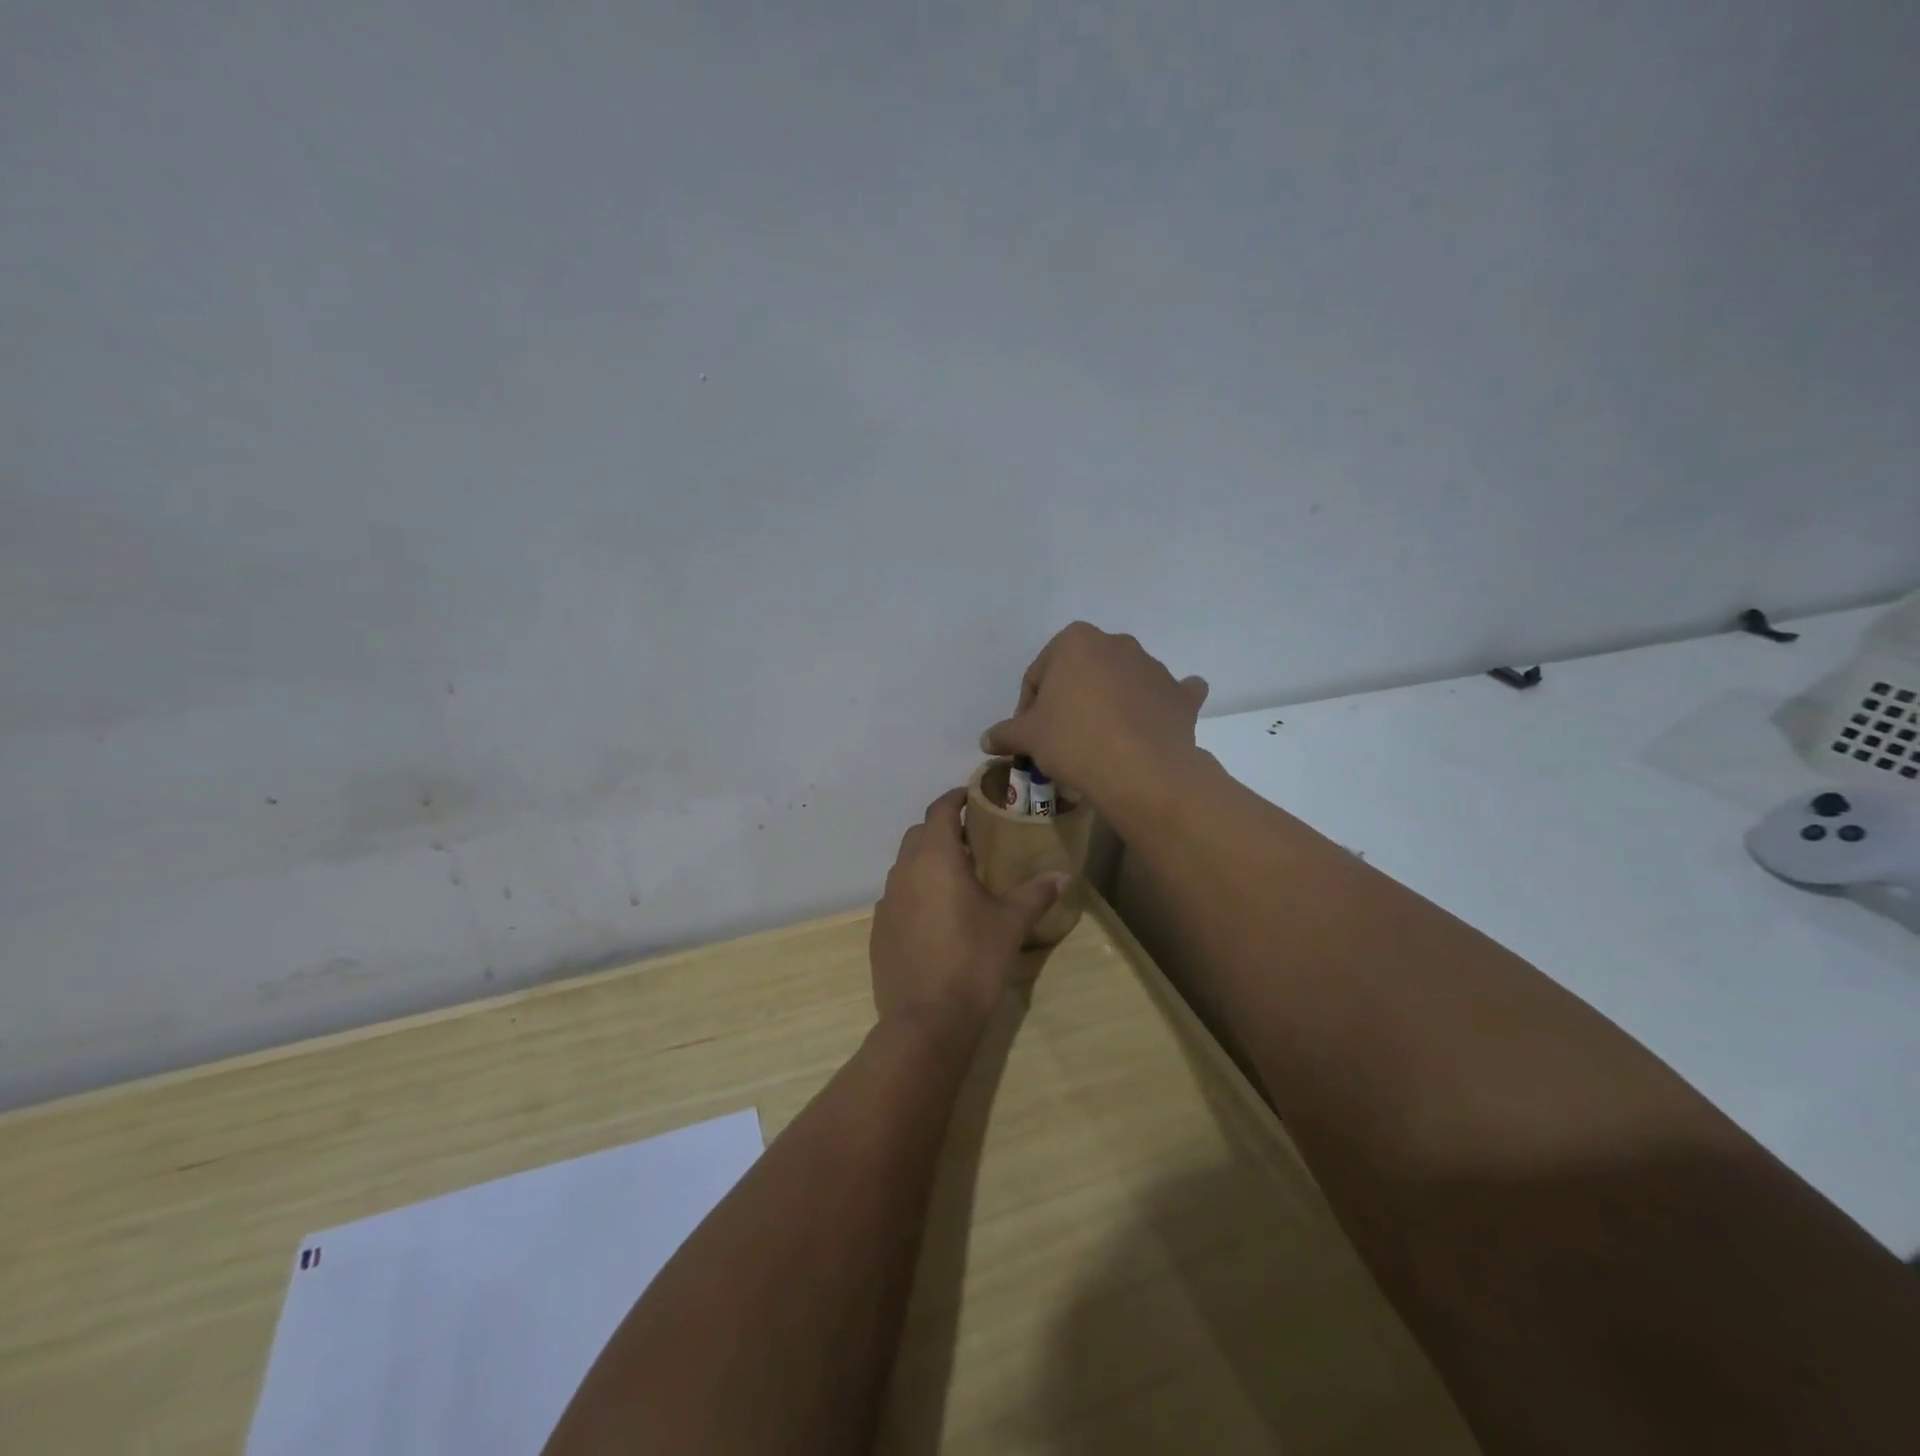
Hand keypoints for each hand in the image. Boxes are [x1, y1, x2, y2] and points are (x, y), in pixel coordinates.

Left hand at [870, 788, 1068, 1027]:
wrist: (927, 1019)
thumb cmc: (973, 960)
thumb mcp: (1011, 924)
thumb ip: (1036, 893)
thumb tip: (1064, 875)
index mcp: (935, 858)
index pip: (939, 810)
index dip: (955, 798)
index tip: (972, 796)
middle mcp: (904, 871)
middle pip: (919, 834)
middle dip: (943, 829)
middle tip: (972, 839)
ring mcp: (886, 901)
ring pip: (905, 865)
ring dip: (927, 861)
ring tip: (957, 877)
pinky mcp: (879, 929)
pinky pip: (898, 896)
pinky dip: (916, 892)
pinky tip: (937, 916)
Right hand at [980, 623, 1208, 808]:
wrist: (1140, 771)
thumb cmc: (1073, 741)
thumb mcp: (1028, 738)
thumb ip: (1005, 732)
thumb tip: (986, 740)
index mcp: (1076, 641)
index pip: (1039, 674)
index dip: (1029, 707)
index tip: (1029, 735)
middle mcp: (1117, 643)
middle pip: (1081, 674)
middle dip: (1070, 700)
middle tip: (1061, 738)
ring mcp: (1153, 667)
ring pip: (1121, 683)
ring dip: (1108, 704)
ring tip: (1098, 744)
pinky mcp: (1180, 695)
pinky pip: (1166, 696)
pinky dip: (1158, 706)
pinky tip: (1149, 726)